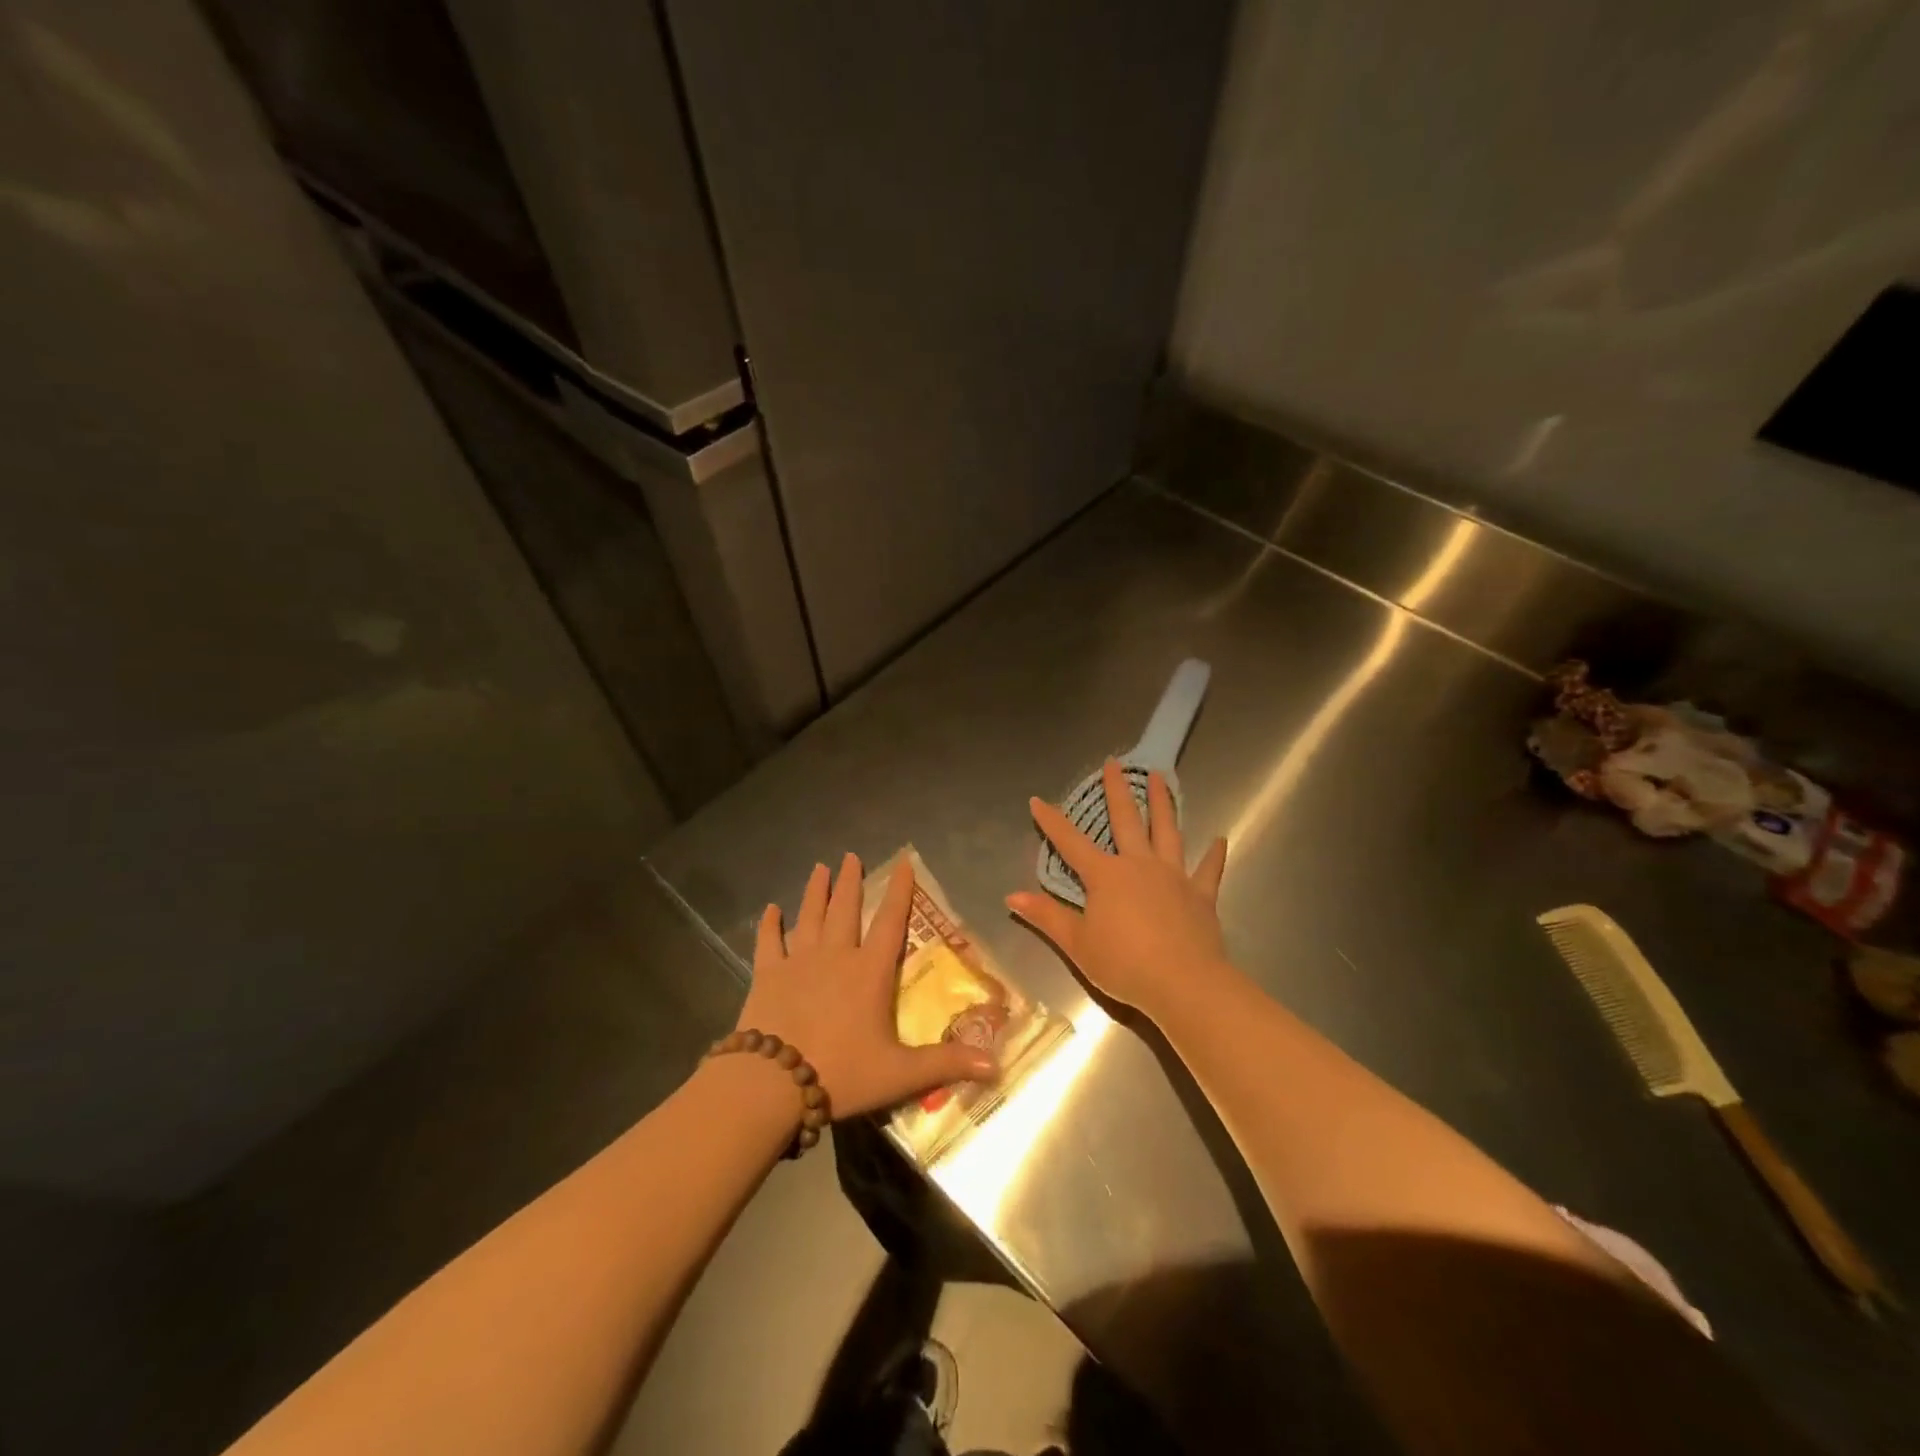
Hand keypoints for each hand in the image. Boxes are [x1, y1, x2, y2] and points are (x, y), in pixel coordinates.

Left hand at [742, 853, 996, 1118]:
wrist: (771, 1084)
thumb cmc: (840, 1073)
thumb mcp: (899, 1074)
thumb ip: (945, 1064)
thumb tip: (996, 1064)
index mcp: (869, 972)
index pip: (891, 922)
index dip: (899, 891)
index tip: (902, 863)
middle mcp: (835, 956)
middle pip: (845, 909)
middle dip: (850, 881)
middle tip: (850, 856)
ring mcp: (797, 961)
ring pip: (809, 916)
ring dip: (815, 891)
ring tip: (819, 868)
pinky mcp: (767, 975)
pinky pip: (768, 942)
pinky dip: (769, 924)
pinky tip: (769, 909)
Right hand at [1009, 761, 1230, 1017]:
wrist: (1184, 983)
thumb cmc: (1124, 964)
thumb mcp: (1077, 944)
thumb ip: (1046, 916)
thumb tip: (1012, 895)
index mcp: (1106, 876)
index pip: (1070, 842)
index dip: (1051, 822)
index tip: (1037, 800)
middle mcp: (1139, 865)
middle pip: (1126, 820)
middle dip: (1117, 791)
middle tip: (1114, 763)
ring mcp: (1173, 876)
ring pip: (1167, 831)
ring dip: (1163, 803)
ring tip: (1162, 777)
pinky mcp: (1201, 895)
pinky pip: (1208, 870)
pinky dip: (1214, 855)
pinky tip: (1219, 840)